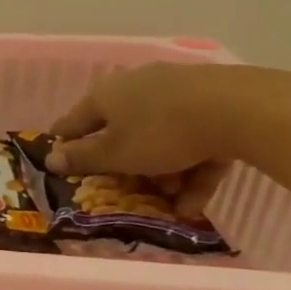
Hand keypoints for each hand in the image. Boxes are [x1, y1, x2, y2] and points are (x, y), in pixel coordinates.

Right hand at [46, 62, 255, 215]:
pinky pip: (193, 139)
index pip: (73, 121)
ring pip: (160, 137)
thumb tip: (50, 159)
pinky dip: (192, 167)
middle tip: (127, 191)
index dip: (65, 144)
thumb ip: (83, 159)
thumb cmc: (161, 132)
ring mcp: (177, 91)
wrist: (241, 110)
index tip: (61, 163)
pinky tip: (196, 201)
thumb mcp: (116, 154)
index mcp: (105, 95)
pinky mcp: (213, 101)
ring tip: (171, 203)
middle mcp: (136, 86)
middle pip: (121, 130)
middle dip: (124, 165)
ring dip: (162, 173)